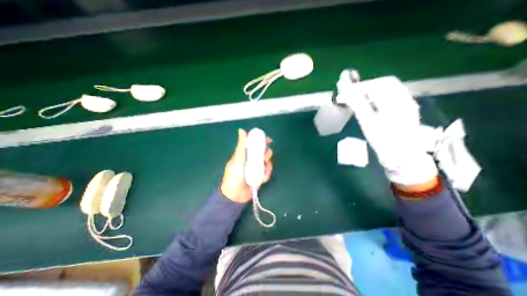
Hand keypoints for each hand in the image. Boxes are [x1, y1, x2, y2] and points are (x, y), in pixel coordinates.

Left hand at [220, 128, 273, 201]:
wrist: (236, 195)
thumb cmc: (234, 176)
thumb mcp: (237, 159)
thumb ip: (241, 145)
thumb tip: (241, 130)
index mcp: (245, 153)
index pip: (255, 143)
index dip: (262, 140)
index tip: (269, 140)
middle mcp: (252, 159)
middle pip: (264, 151)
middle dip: (266, 154)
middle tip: (264, 159)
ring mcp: (257, 167)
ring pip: (267, 161)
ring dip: (267, 165)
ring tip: (261, 171)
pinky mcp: (261, 175)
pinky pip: (268, 171)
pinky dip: (266, 174)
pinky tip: (261, 179)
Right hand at [342, 77, 436, 185]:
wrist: (402, 157)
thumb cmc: (383, 141)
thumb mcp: (368, 123)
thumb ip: (357, 105)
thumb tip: (344, 92)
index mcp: (396, 101)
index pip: (377, 84)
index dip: (360, 86)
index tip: (345, 93)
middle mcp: (404, 99)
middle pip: (385, 83)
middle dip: (366, 87)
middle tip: (351, 95)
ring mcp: (407, 104)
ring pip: (388, 90)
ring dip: (371, 91)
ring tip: (358, 99)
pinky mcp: (405, 110)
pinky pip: (390, 97)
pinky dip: (377, 97)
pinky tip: (369, 105)